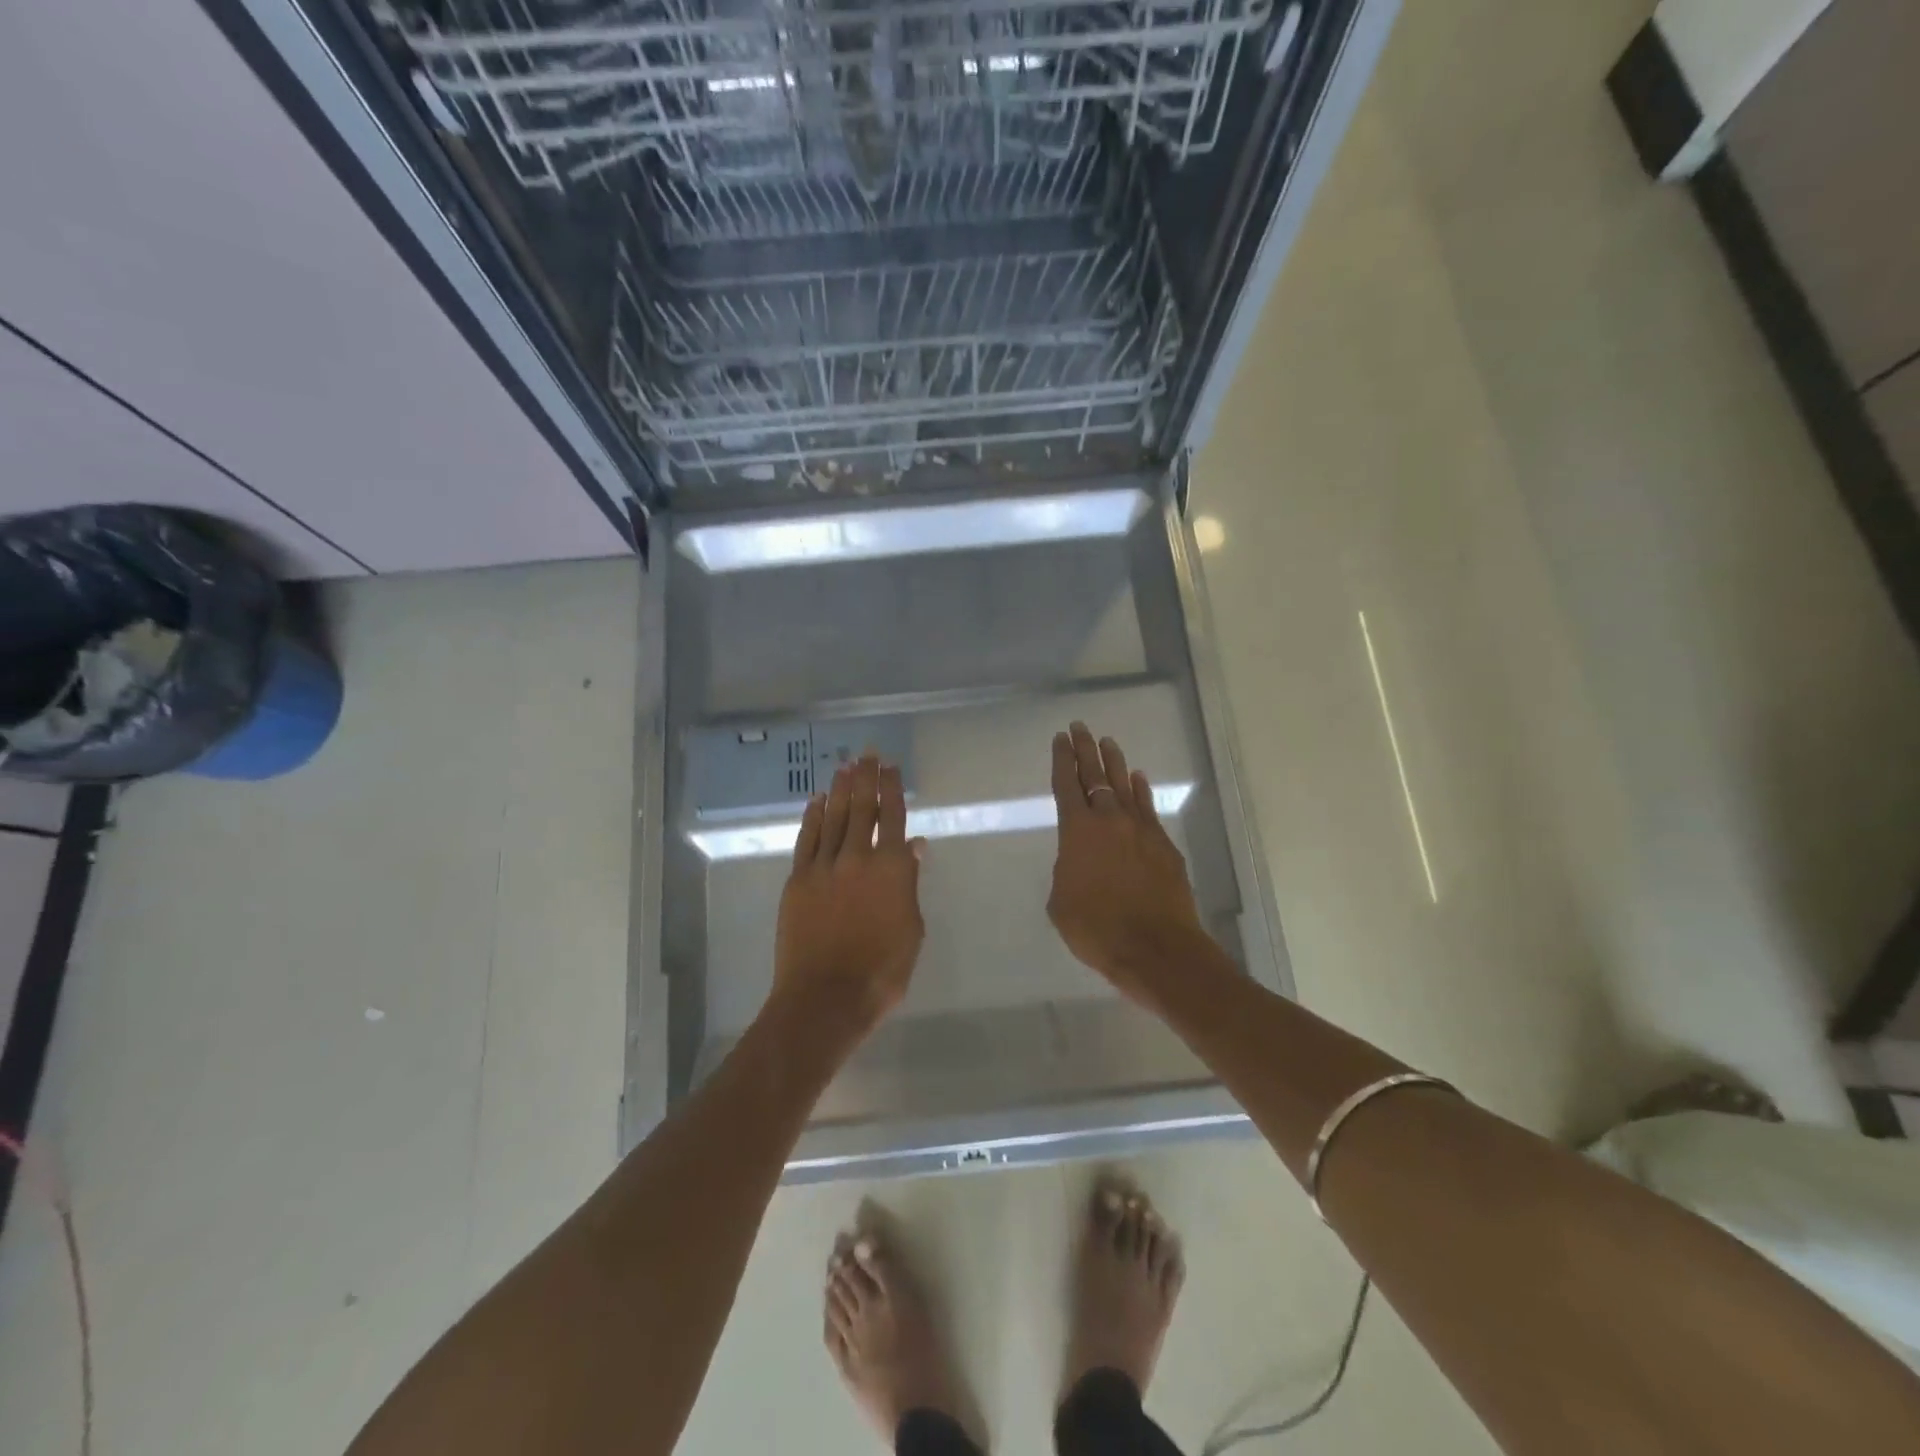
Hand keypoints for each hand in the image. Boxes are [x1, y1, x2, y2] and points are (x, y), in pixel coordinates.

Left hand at [772, 752, 925, 1037]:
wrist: (826, 996)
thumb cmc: (881, 971)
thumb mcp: (911, 929)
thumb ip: (909, 884)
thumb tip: (913, 847)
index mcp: (892, 869)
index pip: (893, 817)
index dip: (892, 789)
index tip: (890, 767)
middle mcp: (858, 857)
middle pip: (862, 808)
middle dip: (865, 778)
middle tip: (867, 753)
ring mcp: (824, 866)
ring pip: (834, 817)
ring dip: (841, 789)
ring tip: (845, 765)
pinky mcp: (799, 879)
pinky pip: (807, 839)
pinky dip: (813, 817)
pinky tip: (818, 800)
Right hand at [1047, 722, 1210, 1003]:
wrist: (1157, 948)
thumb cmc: (1097, 929)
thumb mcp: (1061, 902)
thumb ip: (1067, 871)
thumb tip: (1078, 861)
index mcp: (1077, 831)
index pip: (1066, 784)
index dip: (1062, 759)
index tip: (1060, 738)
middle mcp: (1109, 820)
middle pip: (1095, 775)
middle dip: (1085, 750)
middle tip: (1080, 727)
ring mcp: (1141, 830)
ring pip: (1124, 785)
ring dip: (1115, 762)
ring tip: (1108, 742)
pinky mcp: (1164, 845)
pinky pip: (1148, 807)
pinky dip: (1141, 790)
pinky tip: (1138, 779)